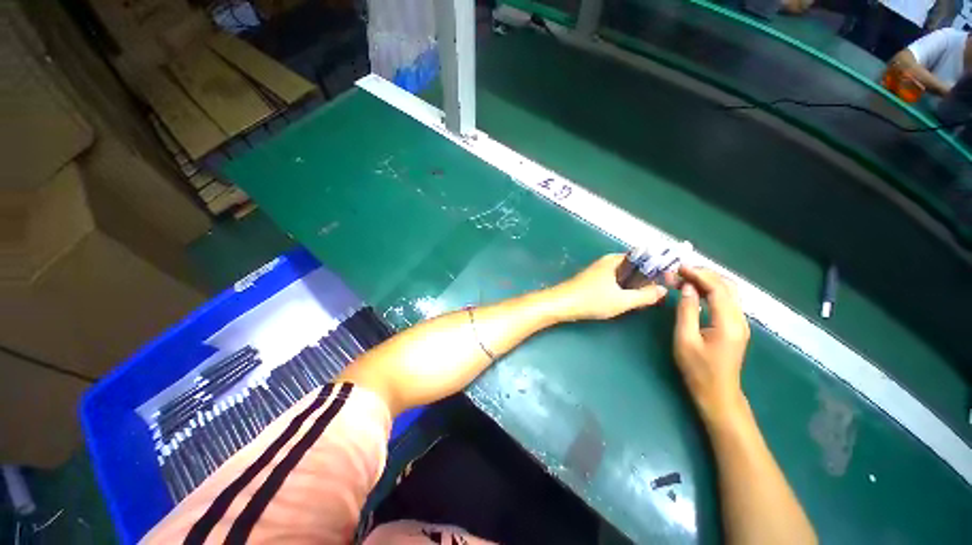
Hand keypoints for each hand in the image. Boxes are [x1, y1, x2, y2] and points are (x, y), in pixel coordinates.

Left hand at [553, 254, 667, 320]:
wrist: (561, 304)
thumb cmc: (591, 300)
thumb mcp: (622, 301)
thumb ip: (645, 295)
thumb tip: (662, 290)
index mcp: (615, 260)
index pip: (644, 256)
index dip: (658, 267)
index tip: (669, 280)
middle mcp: (607, 261)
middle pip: (634, 266)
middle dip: (647, 278)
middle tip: (657, 293)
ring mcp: (599, 270)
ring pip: (624, 275)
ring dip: (635, 285)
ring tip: (644, 299)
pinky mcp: (593, 280)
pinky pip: (615, 281)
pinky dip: (623, 288)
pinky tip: (626, 300)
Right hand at [673, 266, 749, 420]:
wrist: (718, 393)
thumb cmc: (698, 369)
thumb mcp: (685, 339)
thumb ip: (687, 311)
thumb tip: (687, 287)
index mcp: (728, 322)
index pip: (718, 289)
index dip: (699, 274)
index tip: (679, 267)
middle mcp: (739, 319)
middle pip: (727, 286)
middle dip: (704, 274)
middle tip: (679, 272)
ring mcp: (740, 323)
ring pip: (728, 292)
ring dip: (707, 282)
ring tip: (684, 278)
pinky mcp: (735, 327)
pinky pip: (726, 301)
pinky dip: (711, 291)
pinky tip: (695, 292)